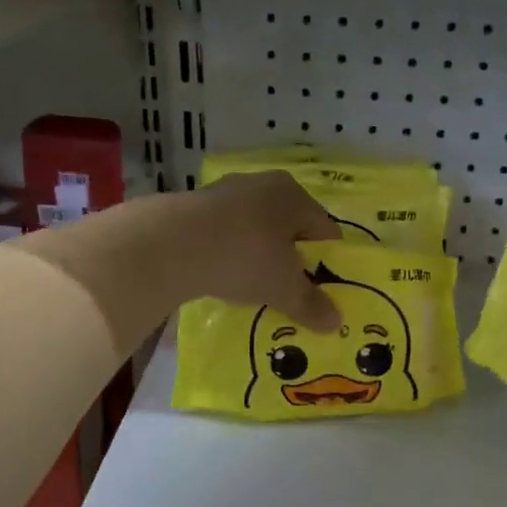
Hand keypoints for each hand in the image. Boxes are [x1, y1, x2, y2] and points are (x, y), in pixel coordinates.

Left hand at [176, 170, 343, 329]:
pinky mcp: (195, 207)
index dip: (327, 262)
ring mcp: (225, 192)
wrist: (170, 245)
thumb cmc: (243, 257)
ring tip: (255, 289)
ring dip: (258, 257)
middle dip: (291, 260)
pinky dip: (229, 254)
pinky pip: (225, 234)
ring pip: (256, 230)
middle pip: (289, 228)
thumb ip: (311, 304)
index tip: (322, 291)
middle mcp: (263, 184)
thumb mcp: (283, 288)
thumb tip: (336, 322)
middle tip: (290, 292)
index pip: (325, 230)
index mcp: (294, 195)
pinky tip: (223, 277)